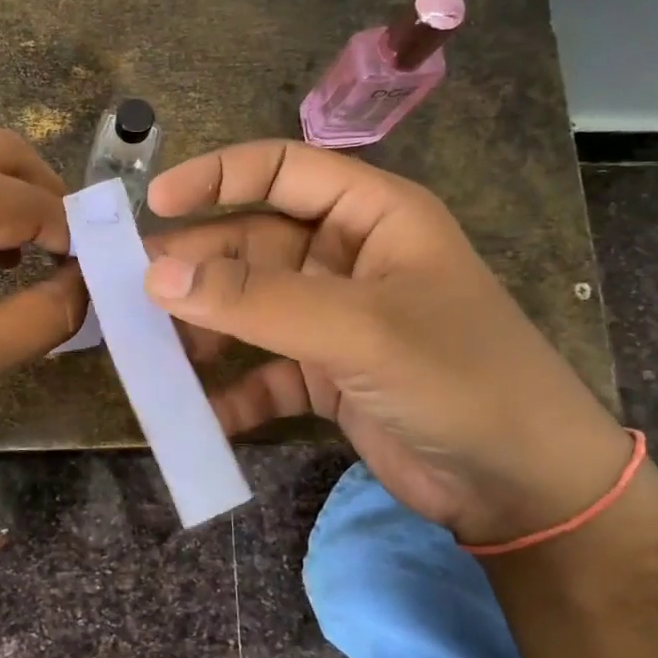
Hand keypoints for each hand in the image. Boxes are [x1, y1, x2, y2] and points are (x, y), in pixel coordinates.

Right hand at [143, 140, 627, 545]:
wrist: (522, 487)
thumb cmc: (457, 377)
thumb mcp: (357, 328)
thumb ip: (255, 301)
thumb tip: (155, 276)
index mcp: (373, 216)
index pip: (282, 170)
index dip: (217, 177)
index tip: (154, 203)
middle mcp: (349, 259)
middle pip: (253, 244)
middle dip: (198, 266)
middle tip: (134, 290)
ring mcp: (335, 320)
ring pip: (250, 308)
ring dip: (205, 327)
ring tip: (155, 350)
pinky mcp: (326, 376)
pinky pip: (263, 372)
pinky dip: (232, 391)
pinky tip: (200, 412)